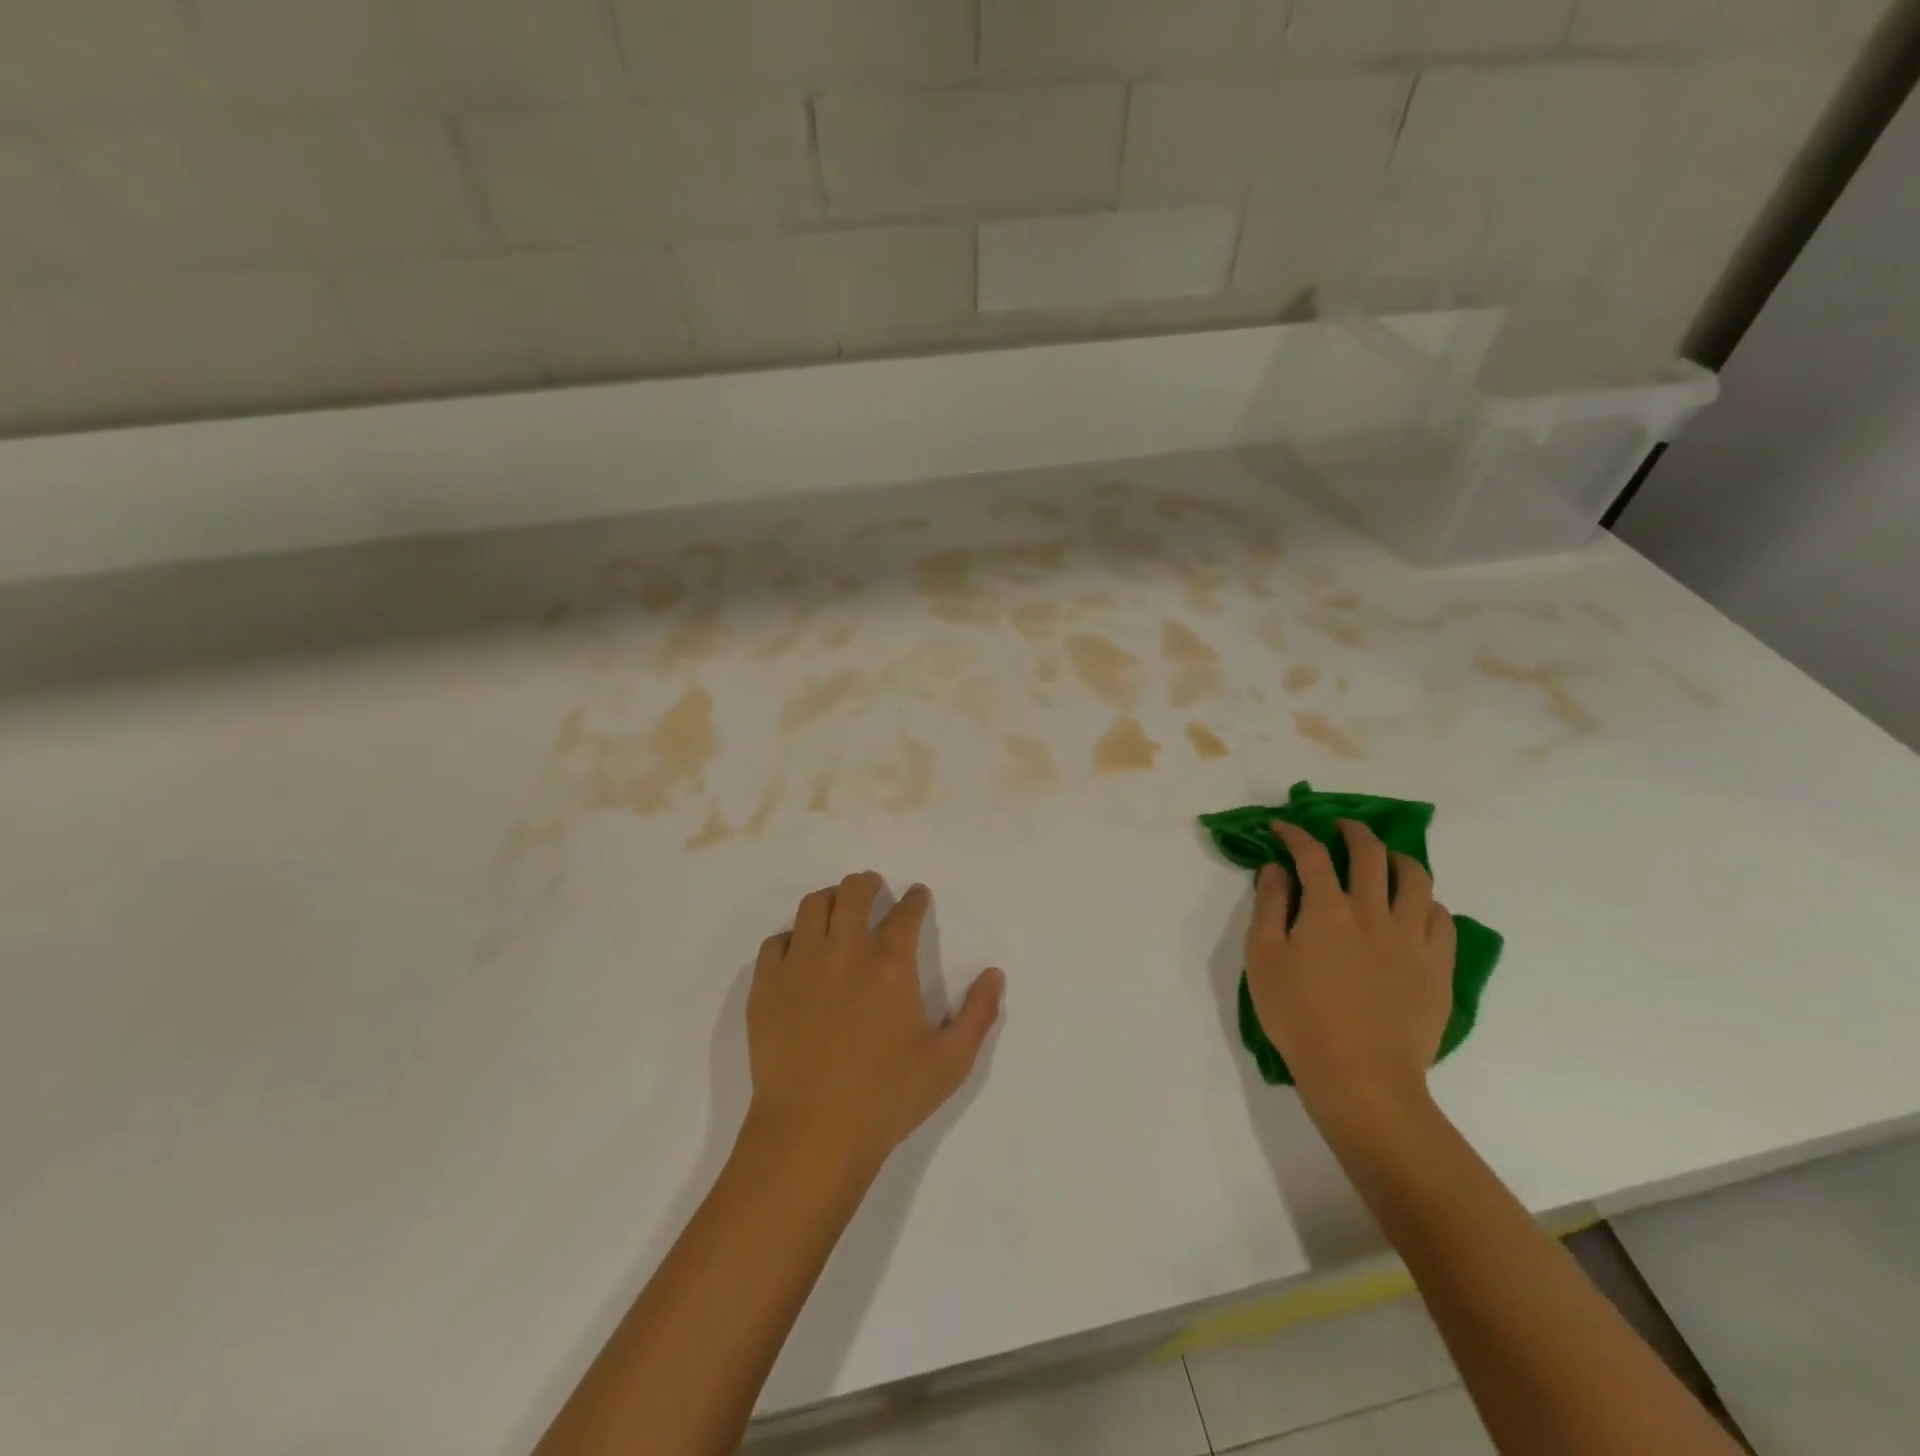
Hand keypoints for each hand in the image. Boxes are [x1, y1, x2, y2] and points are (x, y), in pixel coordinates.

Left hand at [744, 873, 1004, 1176]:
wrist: (813, 1134)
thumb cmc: (888, 1097)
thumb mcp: (951, 1062)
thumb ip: (979, 1013)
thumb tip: (995, 974)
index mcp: (891, 964)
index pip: (906, 913)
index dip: (915, 899)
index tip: (917, 896)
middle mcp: (845, 951)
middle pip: (853, 893)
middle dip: (867, 883)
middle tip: (873, 886)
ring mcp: (800, 965)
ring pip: (812, 907)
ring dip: (830, 899)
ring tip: (837, 906)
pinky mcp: (767, 987)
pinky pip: (776, 942)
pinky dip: (791, 937)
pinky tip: (799, 949)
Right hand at [1244, 821, 1454, 1121]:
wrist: (1361, 1077)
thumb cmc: (1299, 1017)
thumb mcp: (1263, 959)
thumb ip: (1270, 906)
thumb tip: (1276, 868)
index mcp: (1328, 909)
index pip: (1312, 853)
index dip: (1295, 833)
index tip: (1282, 828)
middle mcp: (1374, 912)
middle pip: (1370, 854)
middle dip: (1352, 832)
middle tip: (1340, 829)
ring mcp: (1413, 938)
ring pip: (1416, 878)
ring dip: (1397, 859)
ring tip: (1385, 861)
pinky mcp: (1438, 966)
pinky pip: (1442, 918)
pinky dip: (1426, 902)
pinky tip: (1413, 909)